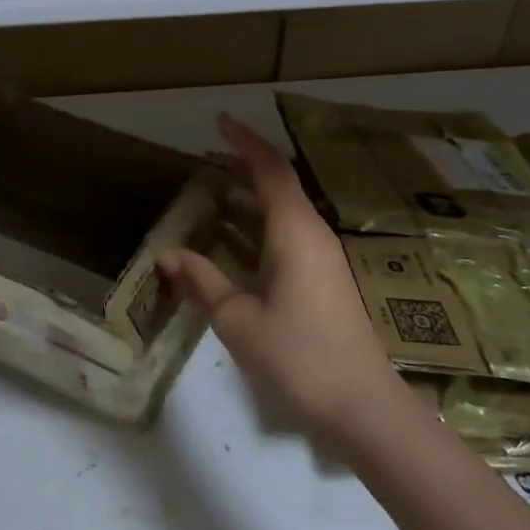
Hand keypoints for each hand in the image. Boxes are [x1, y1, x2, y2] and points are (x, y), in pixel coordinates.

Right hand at [157, 115, 410, 448]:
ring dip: (250, 198)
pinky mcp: (325, 280)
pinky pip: (288, 235)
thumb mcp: (237, 320)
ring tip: (212, 193)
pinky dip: (259, 226)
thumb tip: (167, 255)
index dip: (245, 142)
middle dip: (243, 166)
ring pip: (284, 212)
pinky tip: (235, 240)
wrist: (362, 408)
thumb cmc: (298, 358)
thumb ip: (201, 281)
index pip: (271, 170)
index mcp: (295, 233)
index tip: (219, 122)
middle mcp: (313, 235)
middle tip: (205, 160)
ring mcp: (323, 259)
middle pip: (279, 185)